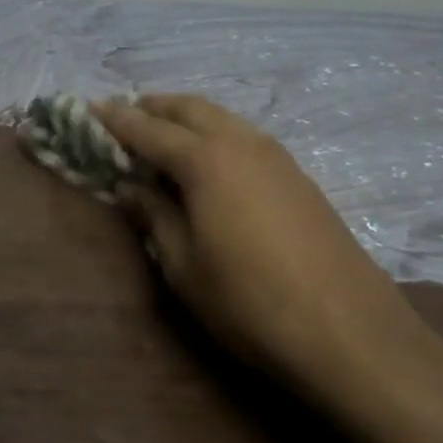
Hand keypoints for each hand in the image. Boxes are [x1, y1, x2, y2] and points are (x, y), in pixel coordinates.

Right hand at [95, 95, 442, 406]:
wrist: (352, 335)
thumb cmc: (250, 303)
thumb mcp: (184, 267)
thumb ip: (154, 217)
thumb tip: (131, 187)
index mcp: (204, 160)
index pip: (147, 129)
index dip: (116, 119)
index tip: (90, 107)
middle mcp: (240, 143)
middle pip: (189, 108)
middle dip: (154, 107)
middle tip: (127, 115)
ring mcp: (276, 156)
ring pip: (221, 117)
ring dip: (187, 117)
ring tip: (165, 133)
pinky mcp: (299, 177)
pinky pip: (244, 136)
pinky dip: (216, 133)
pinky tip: (212, 161)